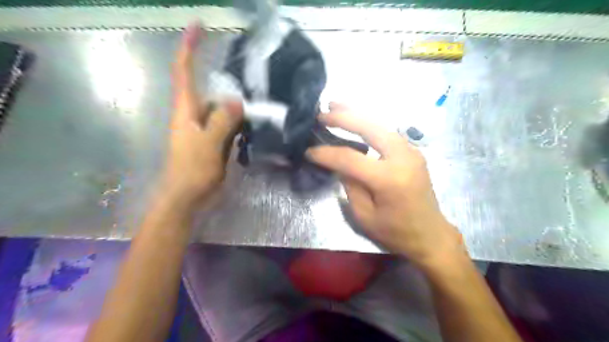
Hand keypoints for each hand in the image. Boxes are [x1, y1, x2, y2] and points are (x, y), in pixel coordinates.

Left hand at [166, 22, 243, 205]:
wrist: (187, 196)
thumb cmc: (192, 170)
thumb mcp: (208, 144)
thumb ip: (221, 120)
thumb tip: (236, 101)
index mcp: (186, 110)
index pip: (183, 71)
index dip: (189, 47)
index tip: (199, 26)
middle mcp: (193, 114)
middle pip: (208, 88)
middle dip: (223, 77)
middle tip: (248, 72)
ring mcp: (204, 128)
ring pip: (220, 107)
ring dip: (235, 102)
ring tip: (256, 97)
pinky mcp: (212, 139)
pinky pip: (227, 123)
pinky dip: (238, 119)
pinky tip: (253, 121)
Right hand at [307, 103, 464, 268]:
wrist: (430, 234)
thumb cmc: (395, 231)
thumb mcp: (364, 214)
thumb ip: (350, 184)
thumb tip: (339, 164)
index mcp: (389, 178)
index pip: (350, 158)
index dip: (327, 153)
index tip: (309, 151)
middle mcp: (403, 157)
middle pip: (369, 128)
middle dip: (343, 117)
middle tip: (322, 113)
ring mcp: (411, 151)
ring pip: (380, 124)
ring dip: (357, 114)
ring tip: (336, 106)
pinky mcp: (413, 151)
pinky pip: (387, 131)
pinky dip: (369, 123)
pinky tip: (357, 120)